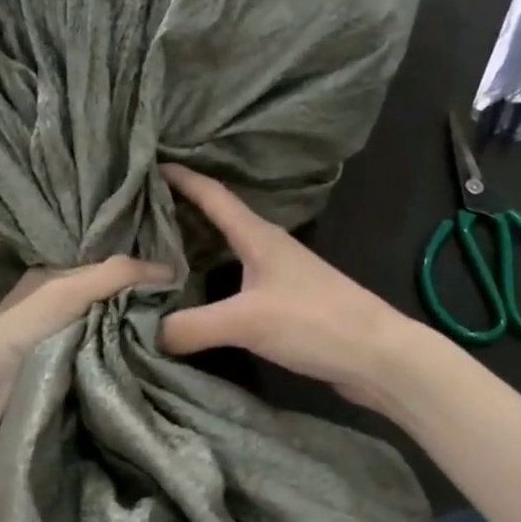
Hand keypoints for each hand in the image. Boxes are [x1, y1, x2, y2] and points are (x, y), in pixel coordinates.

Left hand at [0, 256, 171, 409]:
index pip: (107, 272)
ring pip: (112, 334)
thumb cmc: (23, 330)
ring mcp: (63, 344)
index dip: (138, 277)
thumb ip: (115, 274)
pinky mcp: (69, 376)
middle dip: (139, 311)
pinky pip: (107, 362)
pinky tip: (147, 365)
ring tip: (172, 342)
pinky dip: (124, 363)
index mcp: (52, 281)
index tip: (176, 287)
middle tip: (179, 317)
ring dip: (135, 340)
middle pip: (111, 305)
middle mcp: (57, 309)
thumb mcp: (68, 290)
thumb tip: (173, 269)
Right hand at [158, 164, 411, 405]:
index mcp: (258, 236)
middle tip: (142, 213)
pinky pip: (237, 278)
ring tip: (160, 252)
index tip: (150, 166)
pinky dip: (212, 277)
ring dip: (196, 246)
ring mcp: (280, 274)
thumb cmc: (314, 321)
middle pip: (218, 219)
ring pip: (227, 250)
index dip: (182, 179)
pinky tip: (198, 293)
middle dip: (181, 212)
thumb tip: (150, 332)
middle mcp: (268, 247)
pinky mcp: (287, 301)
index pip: (213, 195)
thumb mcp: (246, 322)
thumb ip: (192, 326)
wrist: (378, 356)